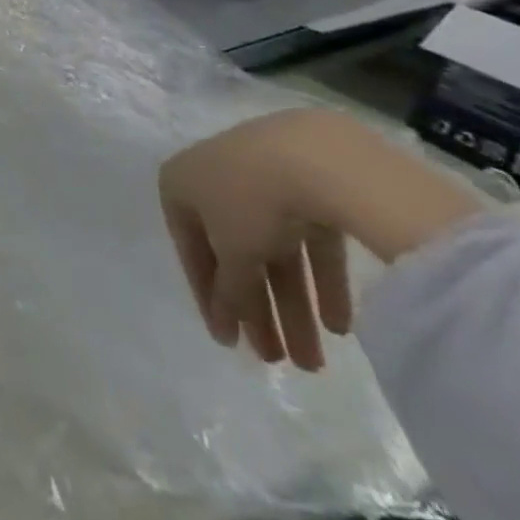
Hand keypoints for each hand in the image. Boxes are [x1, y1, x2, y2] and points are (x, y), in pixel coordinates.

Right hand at [159, 109, 485, 370]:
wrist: (314, 156)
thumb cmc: (249, 200)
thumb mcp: (231, 253)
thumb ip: (229, 291)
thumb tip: (228, 319)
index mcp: (181, 184)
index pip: (191, 248)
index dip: (210, 298)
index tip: (229, 342)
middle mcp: (216, 178)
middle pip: (237, 254)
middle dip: (259, 311)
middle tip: (279, 362)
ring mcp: (264, 177)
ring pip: (276, 252)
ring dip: (292, 307)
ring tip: (315, 363)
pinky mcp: (311, 183)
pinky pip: (310, 240)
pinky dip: (321, 281)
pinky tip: (339, 325)